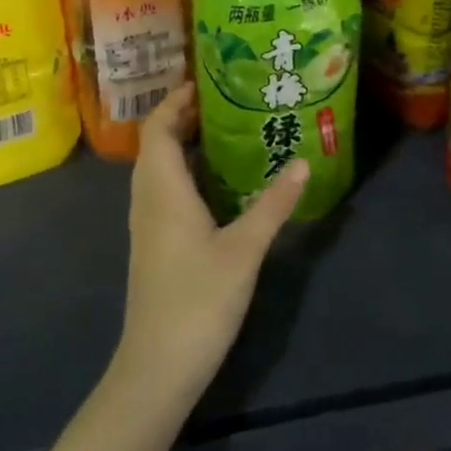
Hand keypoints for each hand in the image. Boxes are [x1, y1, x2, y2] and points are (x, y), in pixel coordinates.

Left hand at [114, 82, 306, 405]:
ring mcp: (148, 225)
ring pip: (157, 168)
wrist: (157, 368)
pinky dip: (184, 171)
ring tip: (225, 131)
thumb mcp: (244, 249)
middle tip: (226, 101)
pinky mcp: (154, 245)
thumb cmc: (197, 301)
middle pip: (155, 144)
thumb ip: (273, 204)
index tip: (207, 82)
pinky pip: (163, 190)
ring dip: (182, 144)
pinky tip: (217, 182)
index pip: (157, 129)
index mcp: (163, 191)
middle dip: (183, 117)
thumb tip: (302, 162)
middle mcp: (148, 200)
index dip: (176, 100)